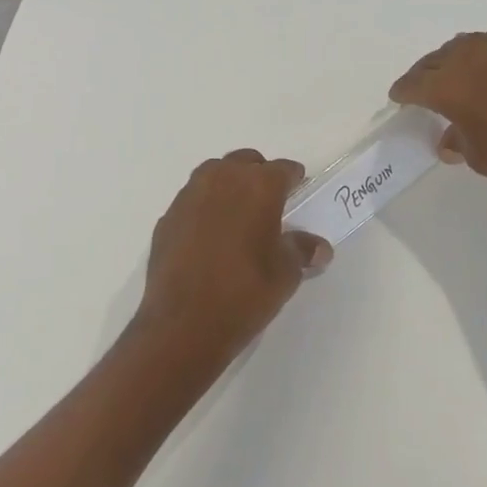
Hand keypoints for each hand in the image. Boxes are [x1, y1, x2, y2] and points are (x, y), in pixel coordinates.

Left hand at [136, 149, 332, 369]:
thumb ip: (301, 251)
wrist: (183, 323)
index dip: (293, 178)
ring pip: (214, 175)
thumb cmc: (245, 292)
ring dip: (228, 186)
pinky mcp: (167, 218)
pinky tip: (209, 236)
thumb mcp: (285, 274)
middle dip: (259, 175)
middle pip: (245, 162)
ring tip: (238, 214)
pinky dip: (204, 208)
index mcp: (258, 186)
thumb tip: (318, 247)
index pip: (282, 169)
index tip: (298, 188)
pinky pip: (192, 201)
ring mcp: (189, 196)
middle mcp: (222, 179)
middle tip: (269, 201)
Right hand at [390, 32, 486, 199]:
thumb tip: (448, 138)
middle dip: (424, 74)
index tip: (398, 97)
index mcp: (450, 86)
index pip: (414, 84)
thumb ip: (457, 140)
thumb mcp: (479, 157)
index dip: (403, 92)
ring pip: (464, 45)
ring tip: (453, 75)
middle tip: (422, 88)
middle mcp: (471, 59)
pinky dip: (480, 56)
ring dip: (451, 59)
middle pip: (435, 60)